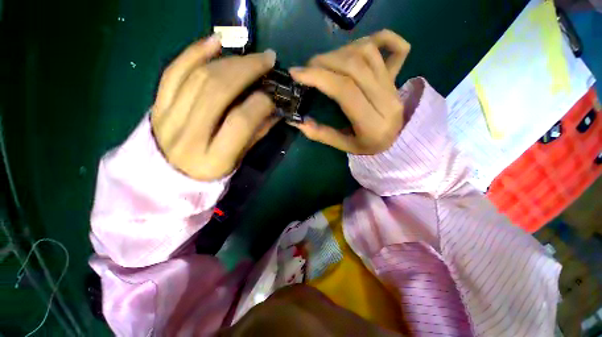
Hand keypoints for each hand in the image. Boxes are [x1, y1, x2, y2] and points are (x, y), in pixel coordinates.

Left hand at [151, 36, 277, 180]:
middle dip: (247, 69)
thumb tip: (274, 108)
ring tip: (249, 53)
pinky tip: (214, 41)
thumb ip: (256, 133)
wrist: (166, 179)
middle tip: (267, 59)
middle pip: (217, 90)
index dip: (260, 103)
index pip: (240, 121)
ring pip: (198, 76)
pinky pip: (173, 71)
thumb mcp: (238, 159)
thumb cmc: (210, 173)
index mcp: (213, 158)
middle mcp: (188, 136)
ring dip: (228, 59)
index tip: (273, 95)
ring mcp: (167, 117)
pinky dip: (194, 52)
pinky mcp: (157, 105)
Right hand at [289, 30, 410, 154]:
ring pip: (368, 53)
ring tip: (325, 62)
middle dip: (325, 62)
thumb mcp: (344, 146)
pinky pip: (394, 47)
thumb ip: (321, 134)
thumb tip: (297, 120)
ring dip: (340, 52)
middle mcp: (386, 100)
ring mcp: (394, 85)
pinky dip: (376, 38)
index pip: (345, 90)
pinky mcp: (397, 77)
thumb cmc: (367, 146)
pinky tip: (355, 47)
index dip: (319, 77)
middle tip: (307, 68)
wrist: (395, 140)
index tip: (297, 73)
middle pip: (354, 66)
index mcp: (372, 123)